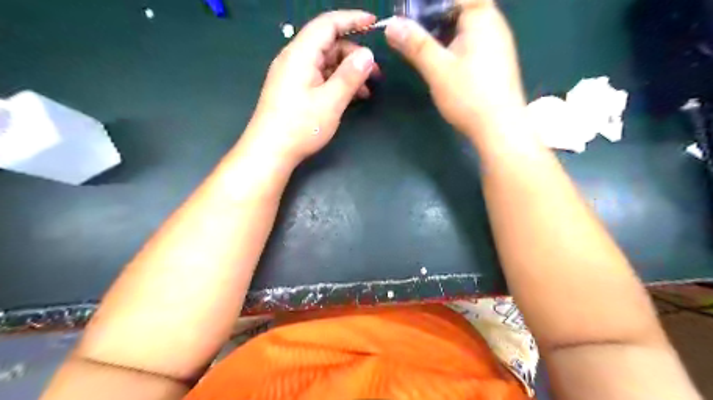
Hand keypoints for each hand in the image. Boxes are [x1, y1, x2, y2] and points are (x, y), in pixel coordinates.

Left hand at [243, 11, 377, 163]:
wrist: (270, 151)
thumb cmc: (300, 127)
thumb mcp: (331, 102)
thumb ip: (350, 76)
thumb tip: (367, 54)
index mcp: (300, 54)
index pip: (328, 24)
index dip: (352, 20)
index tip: (374, 23)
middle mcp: (294, 59)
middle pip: (328, 44)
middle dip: (354, 54)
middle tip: (375, 73)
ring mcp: (292, 75)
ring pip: (325, 63)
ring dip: (347, 72)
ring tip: (366, 90)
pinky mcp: (293, 89)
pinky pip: (318, 77)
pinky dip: (335, 82)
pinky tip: (349, 97)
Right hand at [384, 1, 528, 135]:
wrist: (499, 128)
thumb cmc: (469, 96)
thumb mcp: (437, 69)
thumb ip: (415, 45)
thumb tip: (391, 24)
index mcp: (482, 18)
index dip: (433, 4)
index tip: (412, 14)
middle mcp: (494, 25)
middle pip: (462, 9)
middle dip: (436, 16)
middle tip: (412, 30)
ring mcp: (498, 44)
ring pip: (467, 27)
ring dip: (444, 32)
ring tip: (423, 47)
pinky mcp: (496, 62)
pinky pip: (473, 42)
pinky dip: (455, 45)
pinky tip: (443, 62)